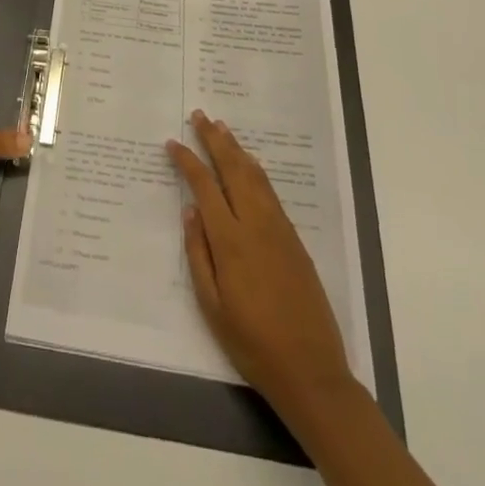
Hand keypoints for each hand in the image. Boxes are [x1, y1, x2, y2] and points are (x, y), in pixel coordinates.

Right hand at [168, 110, 353, 415]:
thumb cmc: (252, 343)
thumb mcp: (212, 307)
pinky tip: (249, 163)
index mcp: (230, 241)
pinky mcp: (294, 239)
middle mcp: (255, 225)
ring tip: (221, 127)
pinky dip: (256, 170)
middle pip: (232, 169)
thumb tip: (189, 211)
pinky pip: (270, 192)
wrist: (311, 370)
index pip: (205, 187)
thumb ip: (198, 254)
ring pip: (254, 176)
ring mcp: (278, 229)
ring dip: (236, 148)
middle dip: (213, 139)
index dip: (187, 162)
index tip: (173, 143)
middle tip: (199, 115)